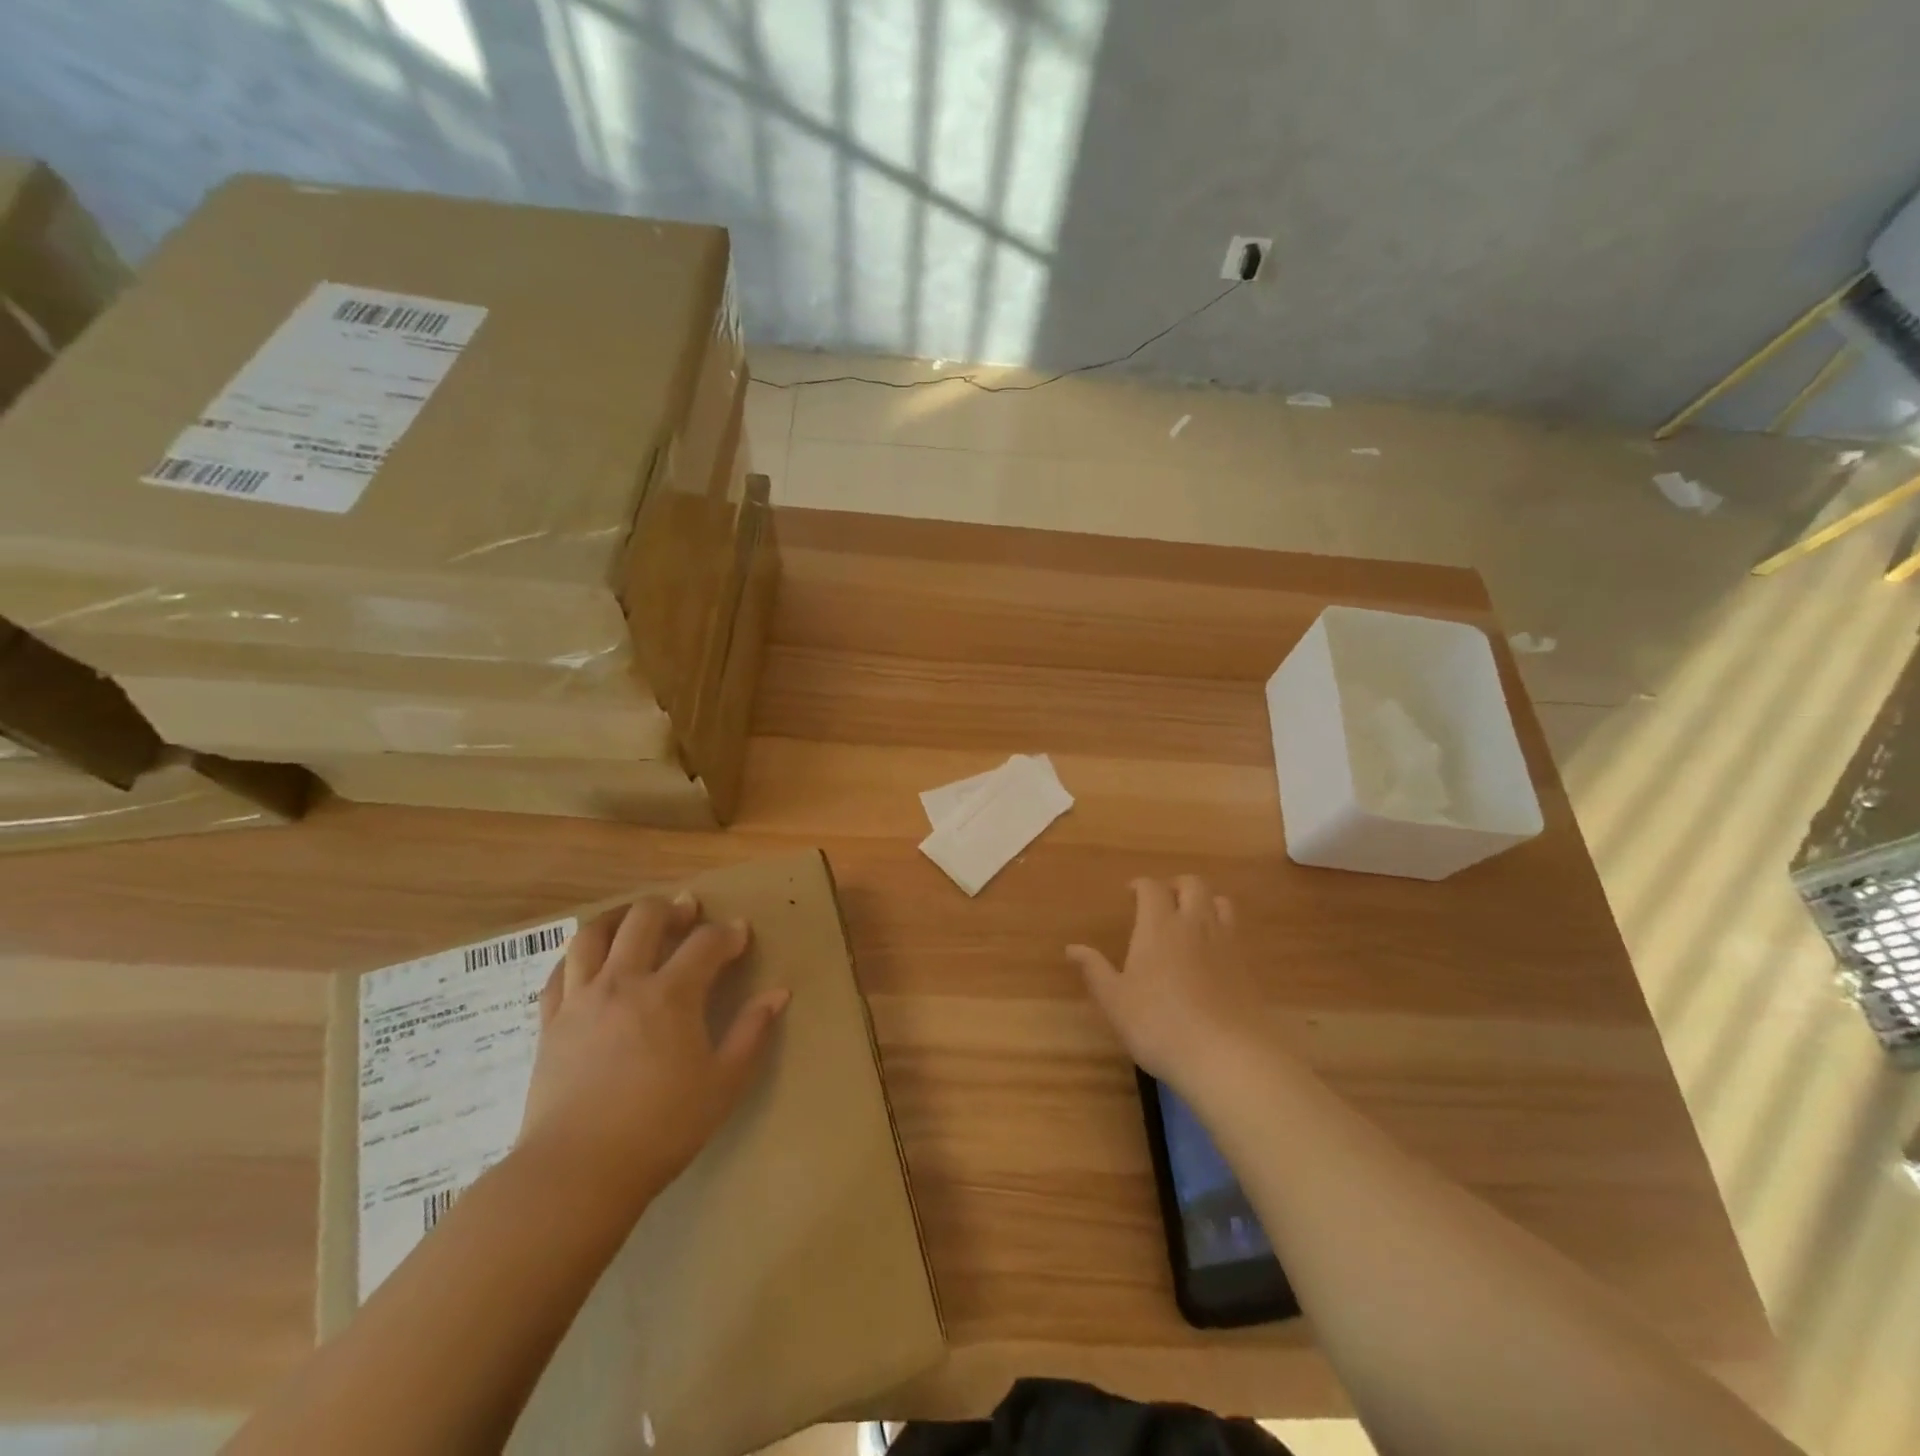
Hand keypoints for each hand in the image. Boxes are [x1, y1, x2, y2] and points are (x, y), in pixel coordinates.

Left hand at [518, 893, 788, 1214]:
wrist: (577, 1172)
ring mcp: (581, 1000)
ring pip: (593, 934)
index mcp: (671, 995)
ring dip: (619, 917)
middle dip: (671, 908)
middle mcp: (624, 983)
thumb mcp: (723, 1084)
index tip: (740, 934)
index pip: (706, 943)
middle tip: (687, 911)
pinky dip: (578, 954)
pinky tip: (590, 959)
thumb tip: (778, 993)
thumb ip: (752, 1032)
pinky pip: (560, 971)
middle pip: (644, 919)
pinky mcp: (550, 1023)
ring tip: (634, 920)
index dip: (729, 933)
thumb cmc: (661, 1128)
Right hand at [1068, 876, 1269, 1084]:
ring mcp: (1226, 943)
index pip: (1152, 887)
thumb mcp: (1115, 1001)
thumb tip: (1072, 948)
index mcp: (1159, 925)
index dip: (1141, 885)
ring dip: (1204, 902)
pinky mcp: (1247, 967)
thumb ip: (1095, 970)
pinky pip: (1235, 932)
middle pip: (1193, 884)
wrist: (1227, 1055)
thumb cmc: (1159, 1024)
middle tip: (1162, 901)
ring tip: (1191, 919)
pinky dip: (1222, 929)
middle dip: (1176, 885)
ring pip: (1220, 903)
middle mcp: (1195, 924)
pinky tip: (1211, 953)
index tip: (1130, 894)